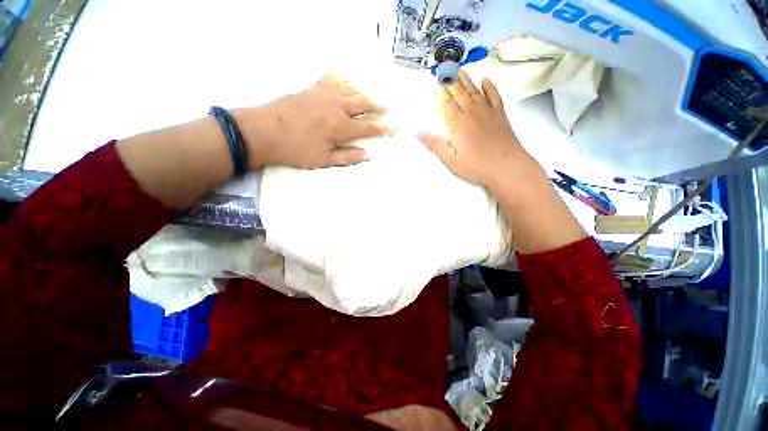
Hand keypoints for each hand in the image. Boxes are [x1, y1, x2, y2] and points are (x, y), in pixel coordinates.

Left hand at [234, 75, 394, 168]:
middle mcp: (336, 106)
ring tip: (370, 100)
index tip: (394, 128)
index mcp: (339, 126)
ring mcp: (324, 94)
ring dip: (364, 94)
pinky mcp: (313, 88)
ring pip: (351, 90)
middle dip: (377, 107)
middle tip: (387, 110)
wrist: (263, 130)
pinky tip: (348, 86)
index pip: (368, 127)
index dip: (382, 129)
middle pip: (363, 103)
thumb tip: (369, 155)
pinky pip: (334, 79)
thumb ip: (348, 157)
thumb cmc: (295, 149)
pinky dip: (345, 82)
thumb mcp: (323, 160)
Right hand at [416, 70, 536, 190]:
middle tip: (446, 68)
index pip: (446, 104)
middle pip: (459, 94)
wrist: (507, 167)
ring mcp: (487, 112)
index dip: (441, 93)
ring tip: (460, 69)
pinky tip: (486, 80)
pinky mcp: (500, 115)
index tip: (436, 82)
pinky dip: (490, 87)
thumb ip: (434, 143)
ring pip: (474, 92)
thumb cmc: (475, 166)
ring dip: (466, 80)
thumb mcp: (450, 159)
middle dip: (451, 81)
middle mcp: (471, 113)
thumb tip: (417, 131)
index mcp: (458, 124)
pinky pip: (494, 96)